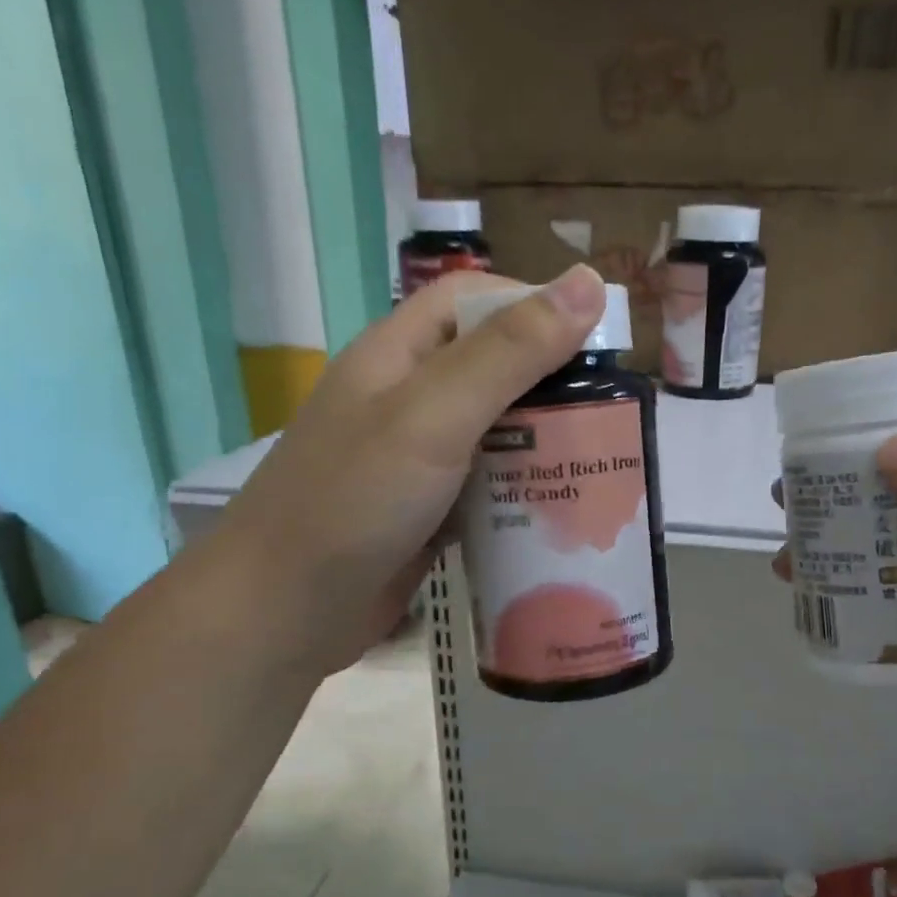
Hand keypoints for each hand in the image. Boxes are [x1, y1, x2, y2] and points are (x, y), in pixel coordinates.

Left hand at [217, 266, 607, 677]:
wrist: (283, 613)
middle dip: (552, 381)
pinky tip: (561, 508)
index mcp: (398, 354)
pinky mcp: (427, 511)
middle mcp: (407, 399)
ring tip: (602, 458)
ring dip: (543, 440)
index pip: (473, 300)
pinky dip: (522, 490)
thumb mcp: (434, 415)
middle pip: (492, 366)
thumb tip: (587, 283)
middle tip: (612, 411)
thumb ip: (509, 352)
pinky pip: (487, 485)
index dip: (533, 305)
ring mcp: (416, 459)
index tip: (595, 340)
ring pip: (495, 430)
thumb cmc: (355, 501)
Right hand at [778, 410, 896, 833]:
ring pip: (886, 545)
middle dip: (842, 483)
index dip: (892, 413)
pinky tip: (807, 597)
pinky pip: (884, 605)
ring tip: (785, 550)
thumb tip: (888, 453)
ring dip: (835, 540)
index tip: (827, 422)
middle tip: (785, 493)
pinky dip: (844, 595)